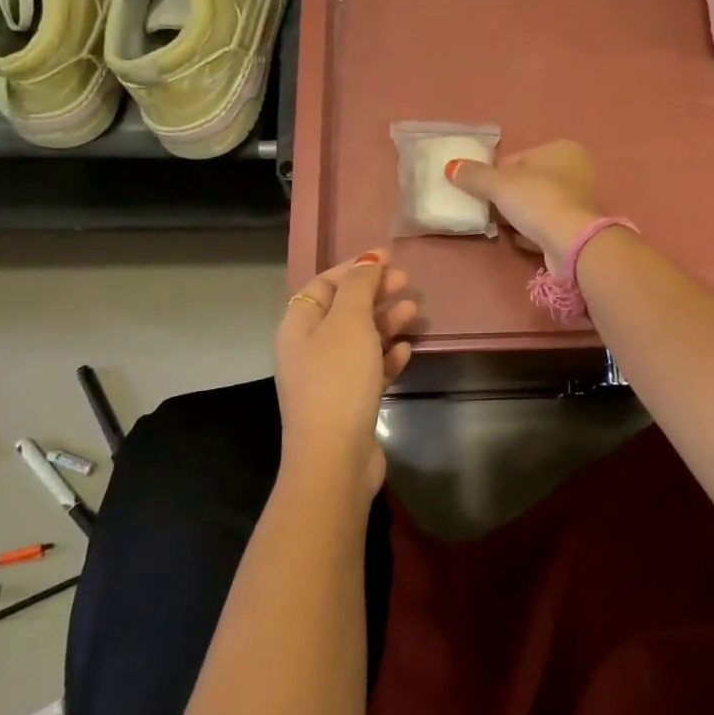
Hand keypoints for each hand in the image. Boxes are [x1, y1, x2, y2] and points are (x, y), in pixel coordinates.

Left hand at [276, 251, 417, 499]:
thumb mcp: (348, 323)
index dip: (354, 267)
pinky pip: (369, 369)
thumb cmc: (338, 380)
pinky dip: (387, 356)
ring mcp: (328, 378)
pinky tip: (406, 350)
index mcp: (298, 326)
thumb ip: (359, 287)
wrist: (334, 457)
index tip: (388, 257)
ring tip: (414, 312)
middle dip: (374, 293)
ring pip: (360, 339)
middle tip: (406, 282)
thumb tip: (367, 259)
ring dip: (386, 323)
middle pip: (343, 310)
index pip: (324, 284)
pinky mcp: (348, 402)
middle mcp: (308, 349)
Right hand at [446, 140, 604, 268]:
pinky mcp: (578, 228)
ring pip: (537, 205)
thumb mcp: (499, 184)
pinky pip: (547, 225)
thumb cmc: (537, 201)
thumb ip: (474, 175)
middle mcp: (576, 170)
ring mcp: (580, 201)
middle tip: (486, 210)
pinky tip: (520, 240)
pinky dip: (532, 232)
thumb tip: (451, 167)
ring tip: (500, 227)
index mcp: (561, 150)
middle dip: (506, 196)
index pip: (517, 158)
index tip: (478, 190)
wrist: (571, 242)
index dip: (494, 174)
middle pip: (528, 182)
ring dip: (518, 216)